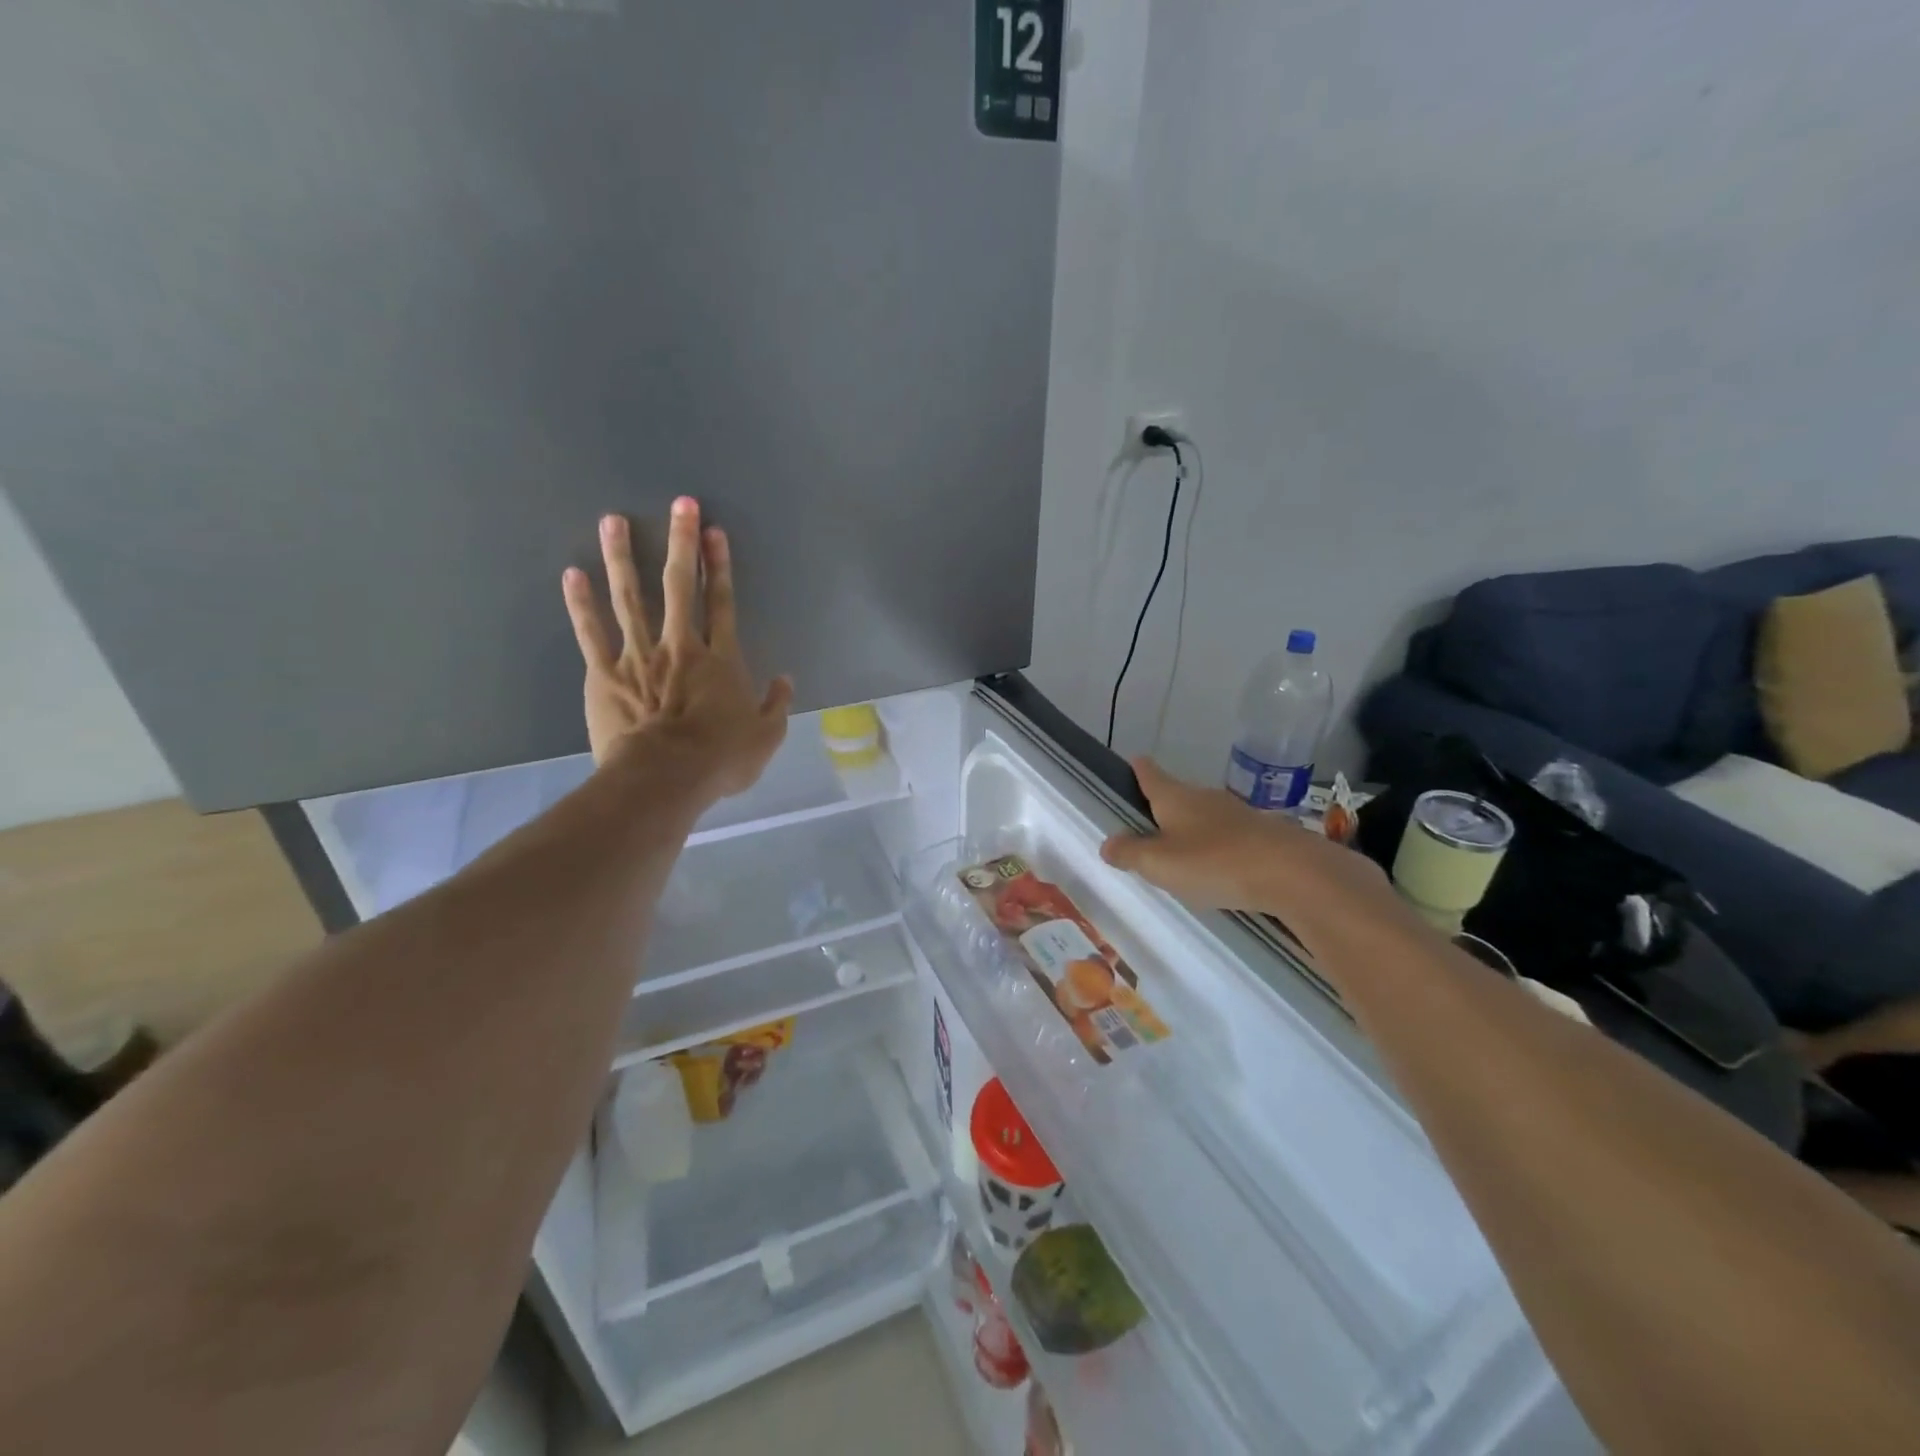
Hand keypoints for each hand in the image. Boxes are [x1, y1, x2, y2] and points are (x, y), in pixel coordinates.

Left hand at [562, 498, 792, 800]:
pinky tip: (572, 573)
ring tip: (614, 520)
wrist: (664, 778)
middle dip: (681, 543)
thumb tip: (785, 680)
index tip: (715, 533)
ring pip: (630, 597)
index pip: (722, 603)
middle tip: (680, 504)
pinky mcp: (604, 673)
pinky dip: (580, 604)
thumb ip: (777, 705)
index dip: (720, 567)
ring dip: (622, 557)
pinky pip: (591, 632)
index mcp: (720, 660)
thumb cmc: (720, 760)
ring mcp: (638, 656)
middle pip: (679, 587)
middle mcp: (680, 646)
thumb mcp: (766, 737)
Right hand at [1100, 758, 1419, 959]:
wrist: (1293, 873)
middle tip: (1146, 824)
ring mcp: (1237, 814)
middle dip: (1162, 805)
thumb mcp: (1160, 863)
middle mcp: (1204, 798)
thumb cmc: (1214, 861)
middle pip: (1177, 794)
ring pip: (1204, 815)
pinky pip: (1228, 836)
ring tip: (1178, 850)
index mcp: (1175, 797)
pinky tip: (1215, 867)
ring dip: (1190, 828)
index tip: (1132, 763)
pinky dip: (1216, 847)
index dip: (1138, 769)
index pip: (1150, 774)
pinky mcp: (1262, 835)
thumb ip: (1130, 853)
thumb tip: (1107, 843)